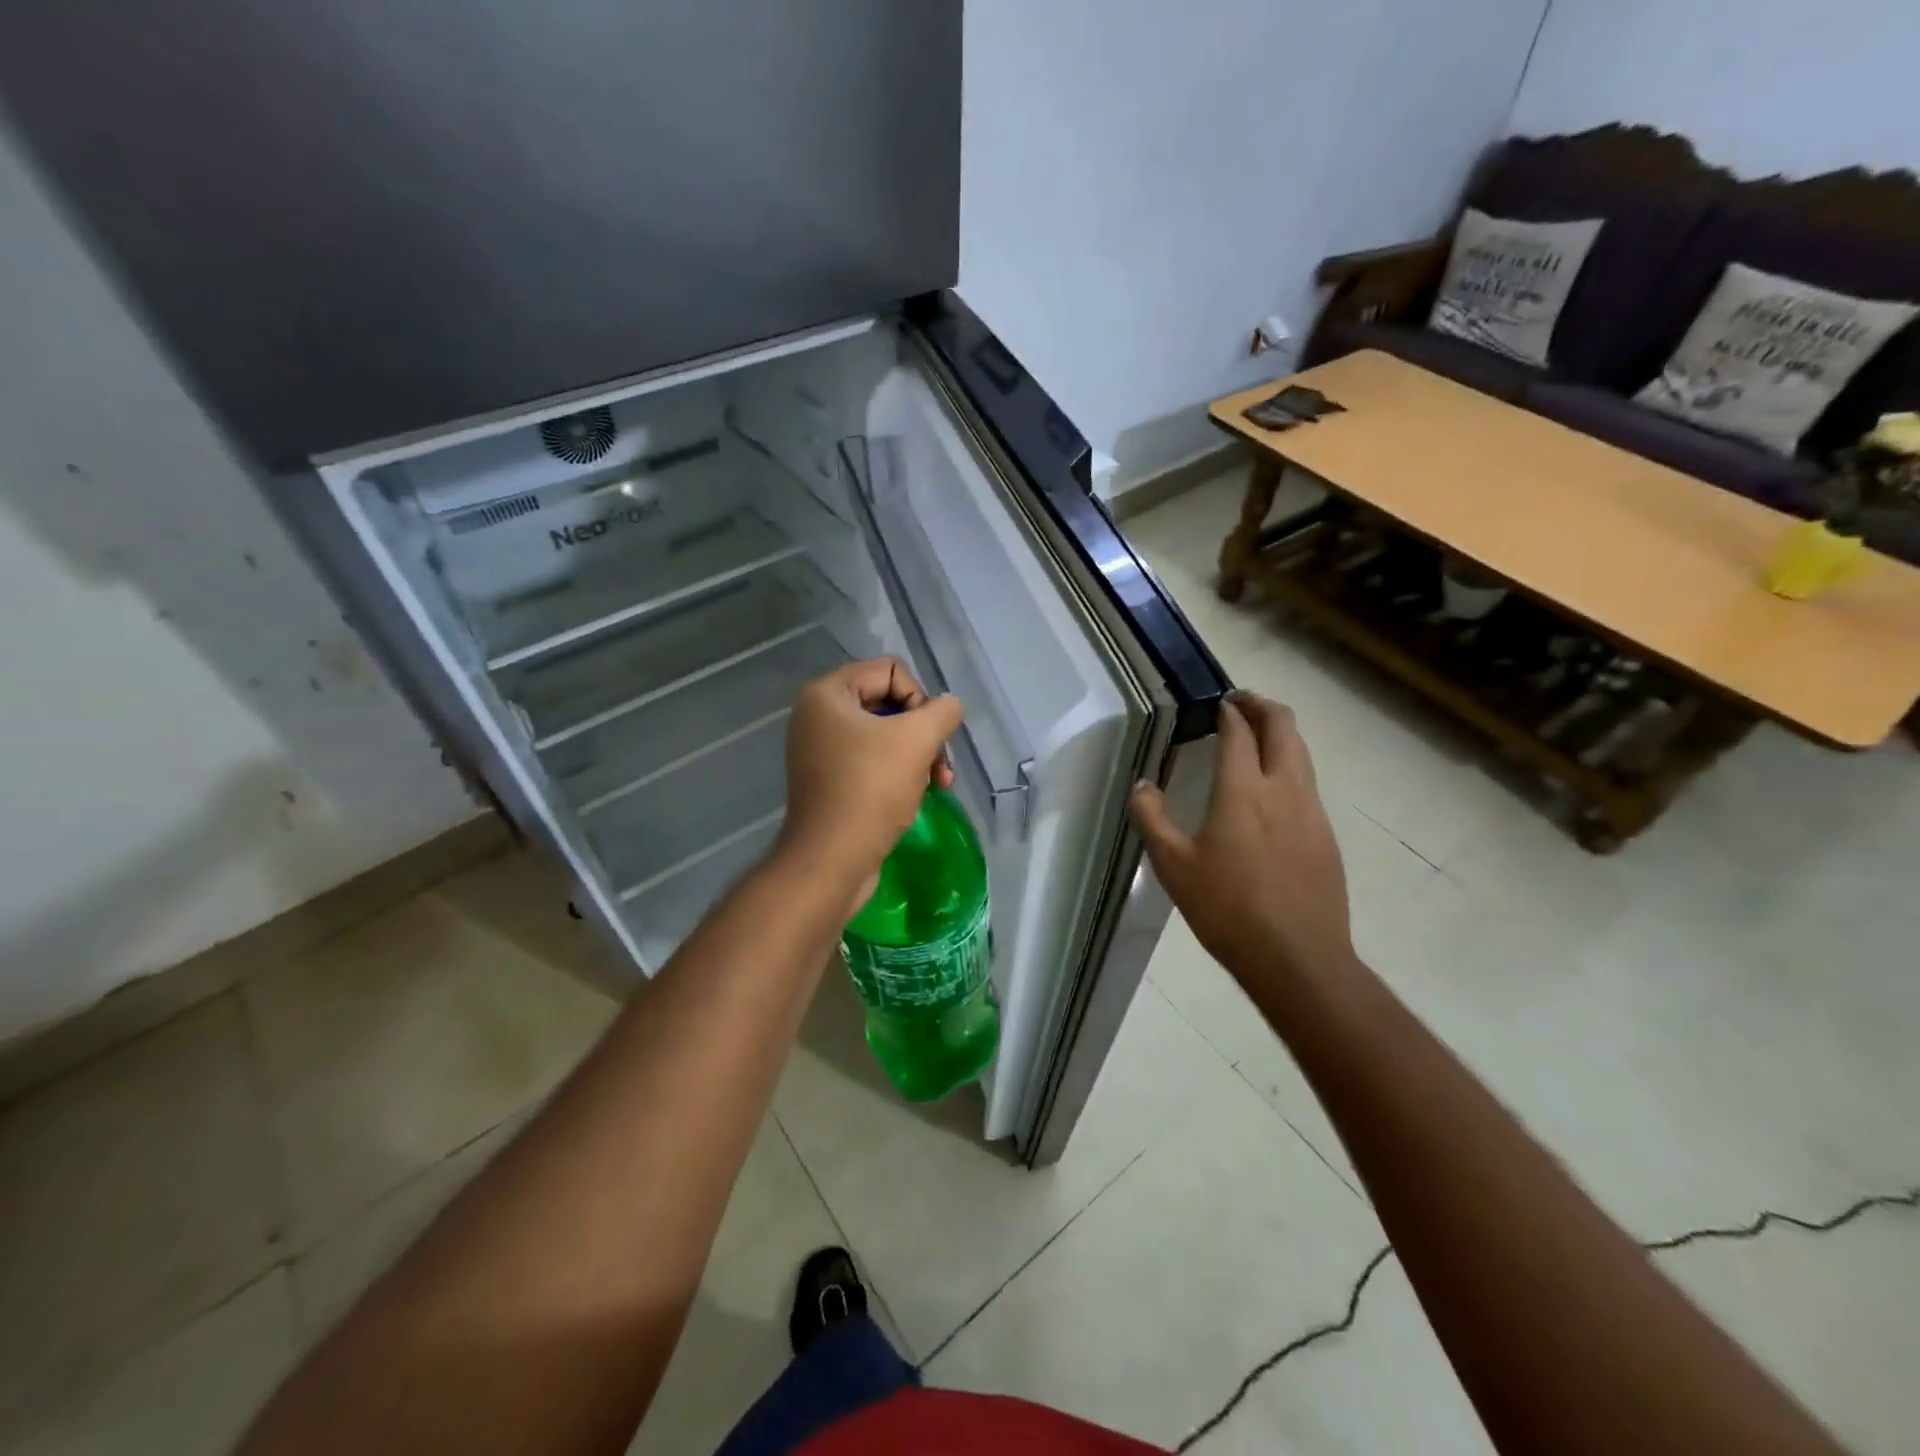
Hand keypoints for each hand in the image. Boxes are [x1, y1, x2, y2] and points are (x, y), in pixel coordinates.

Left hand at [777, 658, 963, 909]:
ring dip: (918, 756)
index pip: (891, 670)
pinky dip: (899, 773)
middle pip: (890, 703)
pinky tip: (917, 796)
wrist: (832, 860)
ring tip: (938, 784)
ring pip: (886, 735)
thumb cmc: (871, 790)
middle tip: (939, 766)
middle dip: (922, 733)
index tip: (926, 735)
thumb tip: (949, 707)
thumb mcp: (918, 740)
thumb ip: (943, 711)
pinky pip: (873, 761)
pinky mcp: (829, 780)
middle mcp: (818, 715)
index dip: (920, 699)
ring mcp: (821, 749)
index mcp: (828, 693)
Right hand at [1128, 692, 1354, 989]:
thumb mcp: (1173, 866)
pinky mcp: (1326, 836)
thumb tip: (1142, 786)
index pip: (1240, 732)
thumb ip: (1152, 818)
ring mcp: (1312, 812)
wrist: (1297, 958)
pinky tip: (1273, 791)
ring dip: (1281, 734)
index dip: (1229, 712)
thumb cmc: (1227, 909)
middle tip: (1241, 702)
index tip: (1218, 703)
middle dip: (1263, 706)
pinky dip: (1290, 766)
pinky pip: (1309, 784)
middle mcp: (1284, 790)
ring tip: (1258, 737)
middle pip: (1284, 728)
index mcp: (1243, 791)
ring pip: (1302, 753)